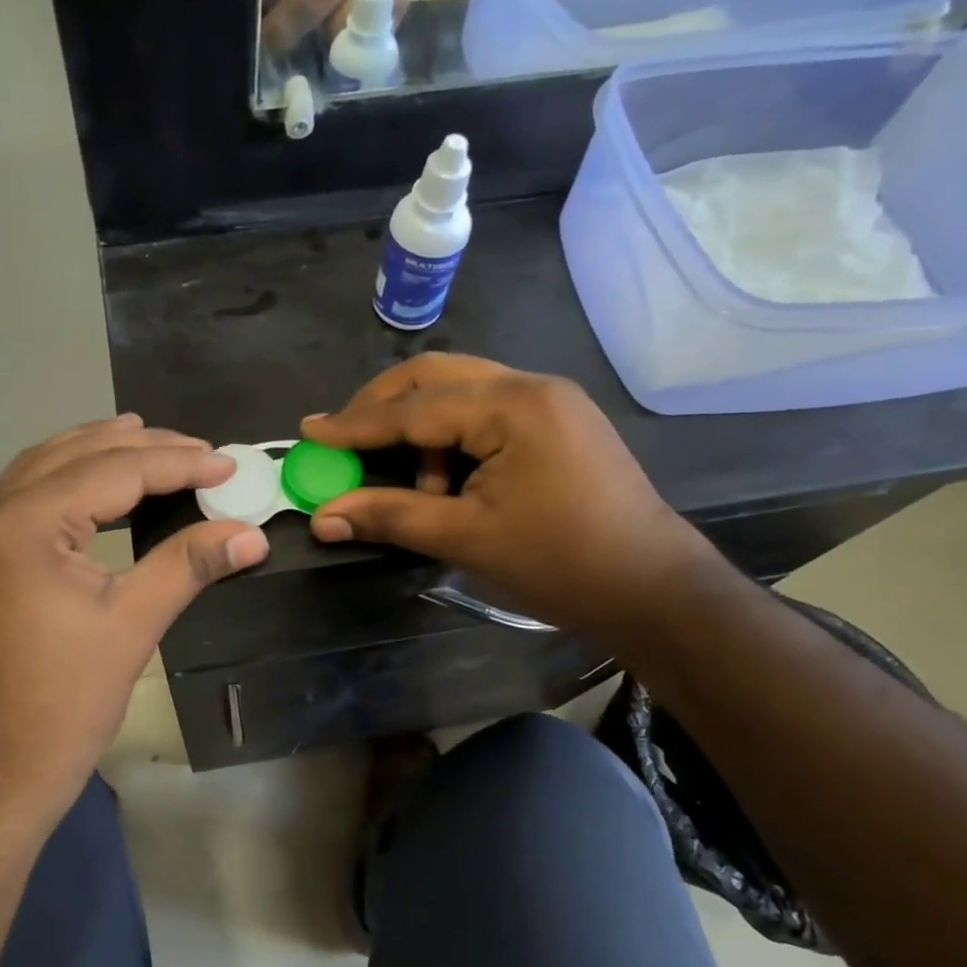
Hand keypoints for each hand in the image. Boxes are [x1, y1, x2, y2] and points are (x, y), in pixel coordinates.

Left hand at [0, 416, 268, 826]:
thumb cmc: (64, 702)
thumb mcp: (133, 625)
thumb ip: (189, 566)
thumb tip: (253, 533)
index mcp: (30, 521)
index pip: (118, 472)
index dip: (179, 464)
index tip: (227, 464)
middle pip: (77, 458)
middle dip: (141, 449)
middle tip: (197, 450)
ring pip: (37, 470)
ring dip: (87, 451)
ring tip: (133, 434)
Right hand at [301, 355, 712, 637]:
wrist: (656, 591)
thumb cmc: (561, 563)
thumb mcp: (466, 539)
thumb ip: (390, 516)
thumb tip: (322, 517)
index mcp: (512, 407)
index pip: (414, 407)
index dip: (355, 423)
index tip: (309, 430)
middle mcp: (530, 386)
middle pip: (434, 376)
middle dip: (383, 406)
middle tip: (343, 437)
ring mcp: (549, 401)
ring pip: (459, 391)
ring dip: (420, 427)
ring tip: (411, 484)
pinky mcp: (557, 422)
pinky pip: (485, 411)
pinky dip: (451, 437)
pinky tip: (448, 480)